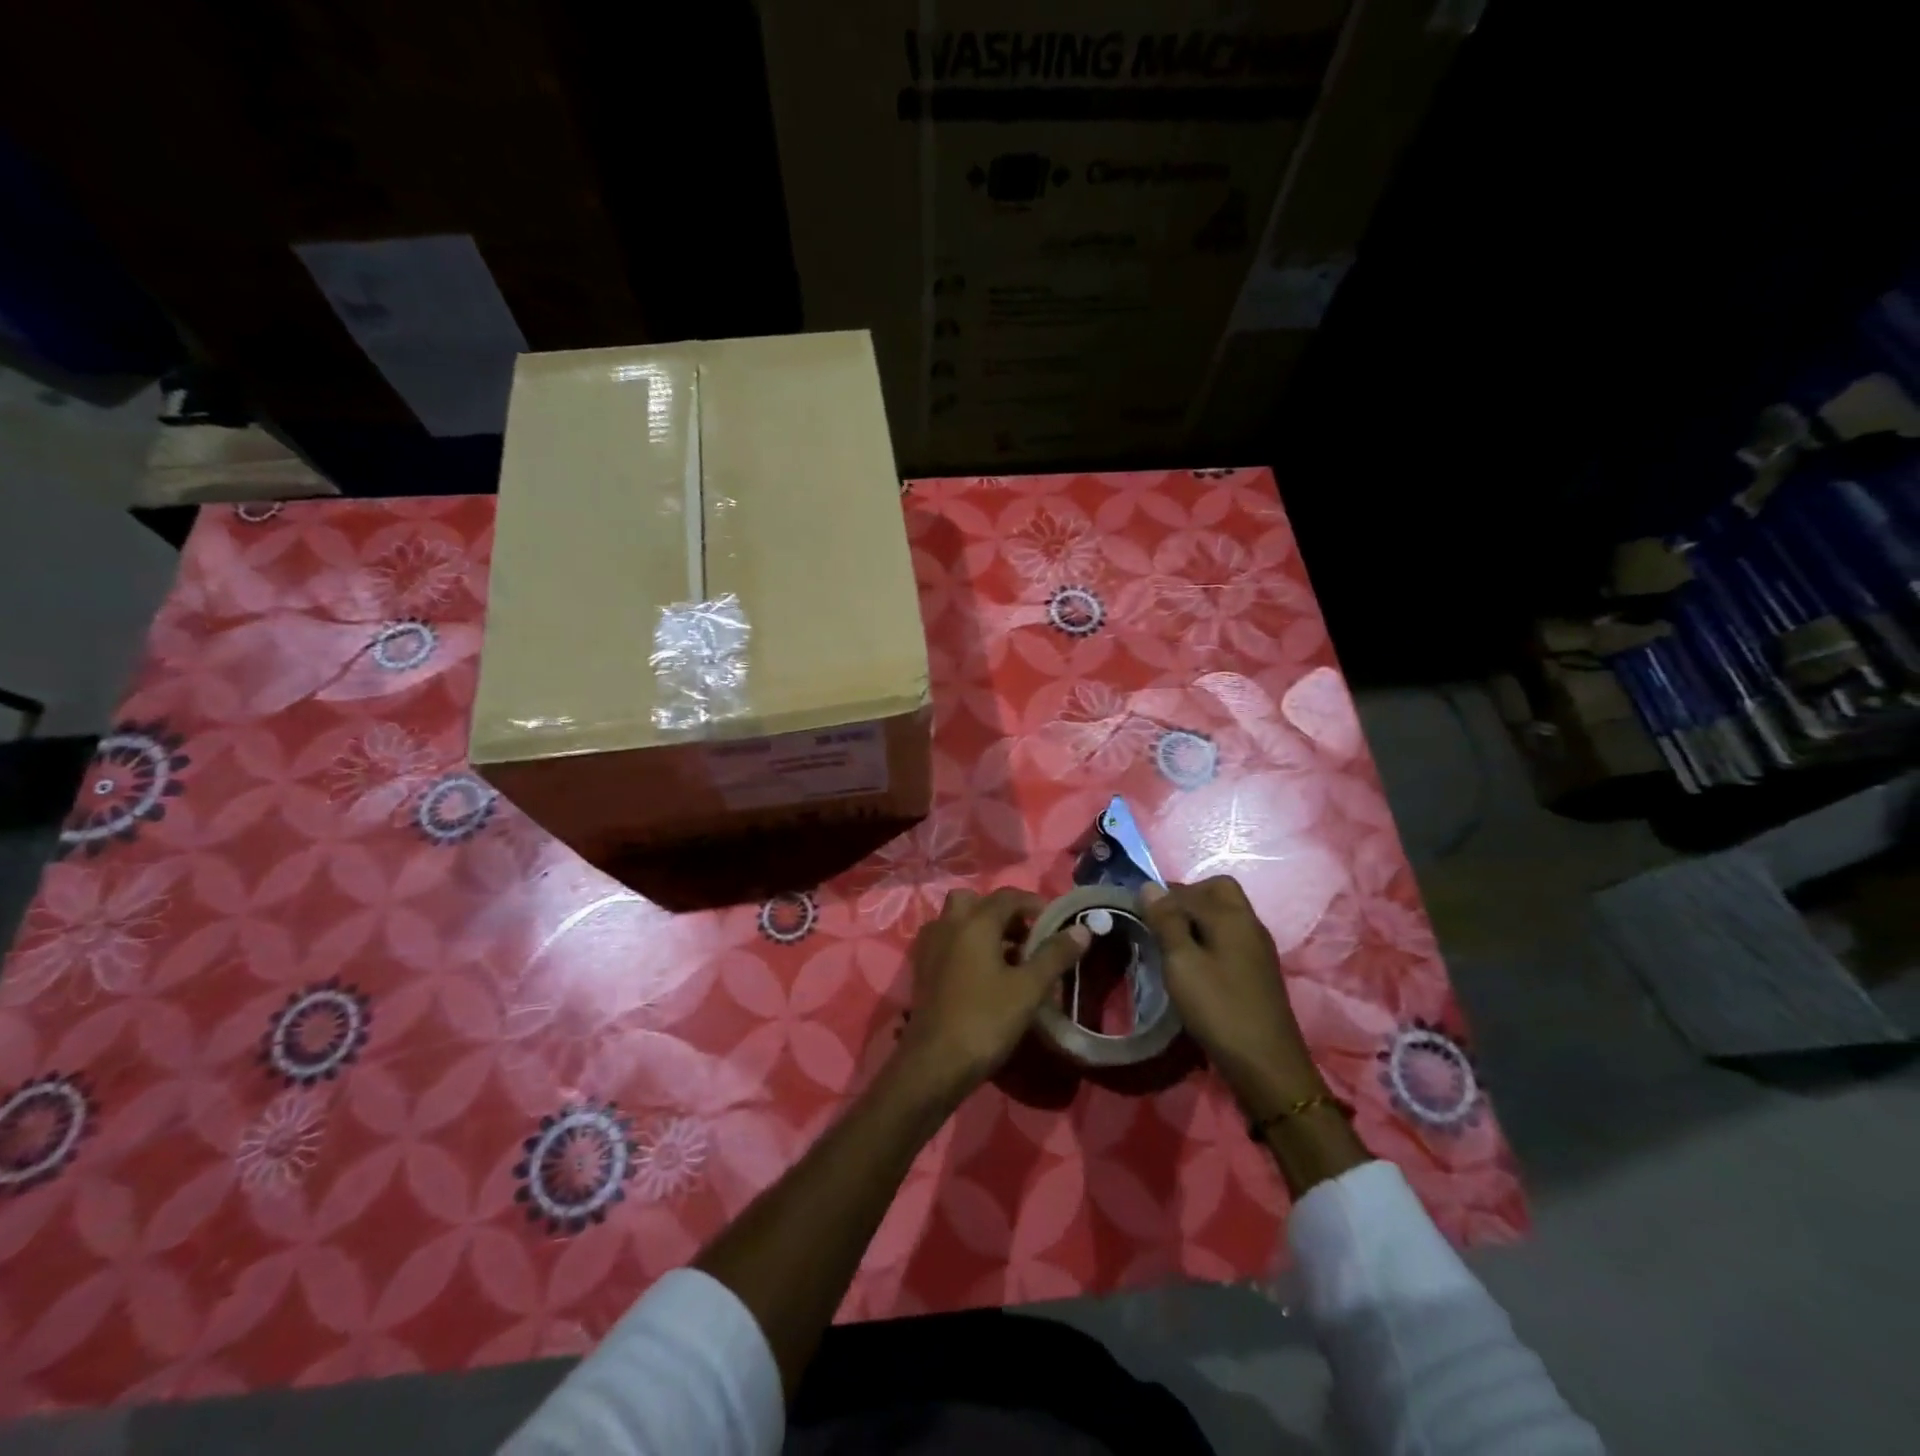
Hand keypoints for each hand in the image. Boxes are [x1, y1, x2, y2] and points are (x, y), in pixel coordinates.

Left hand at [895, 888, 1090, 1098]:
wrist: (935, 1062)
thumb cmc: (986, 1019)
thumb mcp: (1029, 988)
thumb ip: (1055, 955)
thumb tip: (1082, 929)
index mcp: (975, 922)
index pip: (1008, 897)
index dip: (1035, 905)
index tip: (1056, 923)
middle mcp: (948, 924)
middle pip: (976, 901)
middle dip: (1003, 913)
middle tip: (1026, 937)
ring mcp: (930, 946)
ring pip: (958, 920)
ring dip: (982, 928)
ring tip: (1008, 958)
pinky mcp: (922, 968)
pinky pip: (947, 941)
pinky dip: (965, 945)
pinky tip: (983, 974)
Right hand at [1141, 877, 1324, 1113]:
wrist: (1266, 1065)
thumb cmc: (1218, 1008)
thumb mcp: (1181, 962)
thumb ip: (1166, 921)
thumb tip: (1150, 885)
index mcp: (1231, 916)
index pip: (1191, 889)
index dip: (1162, 896)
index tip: (1138, 912)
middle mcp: (1249, 923)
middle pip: (1218, 892)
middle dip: (1186, 898)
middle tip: (1160, 922)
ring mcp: (1257, 948)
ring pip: (1225, 914)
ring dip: (1197, 919)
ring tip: (1171, 944)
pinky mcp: (1258, 970)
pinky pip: (1230, 937)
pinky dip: (1209, 938)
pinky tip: (1193, 964)